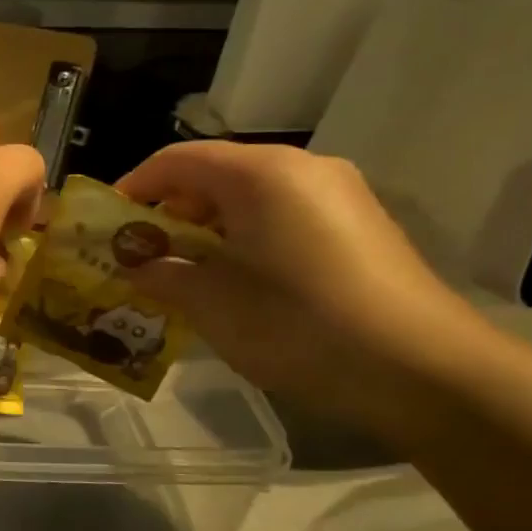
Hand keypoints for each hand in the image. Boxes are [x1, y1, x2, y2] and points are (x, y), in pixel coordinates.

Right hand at [116, 141, 488, 429]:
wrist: (425, 370)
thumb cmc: (299, 325)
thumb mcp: (212, 304)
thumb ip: (162, 275)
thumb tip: (137, 267)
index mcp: (259, 173)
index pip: (176, 160)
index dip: (133, 187)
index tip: (106, 224)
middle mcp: (301, 168)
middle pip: (214, 173)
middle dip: (170, 211)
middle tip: (143, 254)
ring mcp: (338, 194)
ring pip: (250, 196)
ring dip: (208, 227)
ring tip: (186, 271)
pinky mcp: (360, 224)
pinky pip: (284, 214)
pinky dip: (247, 237)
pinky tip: (239, 280)